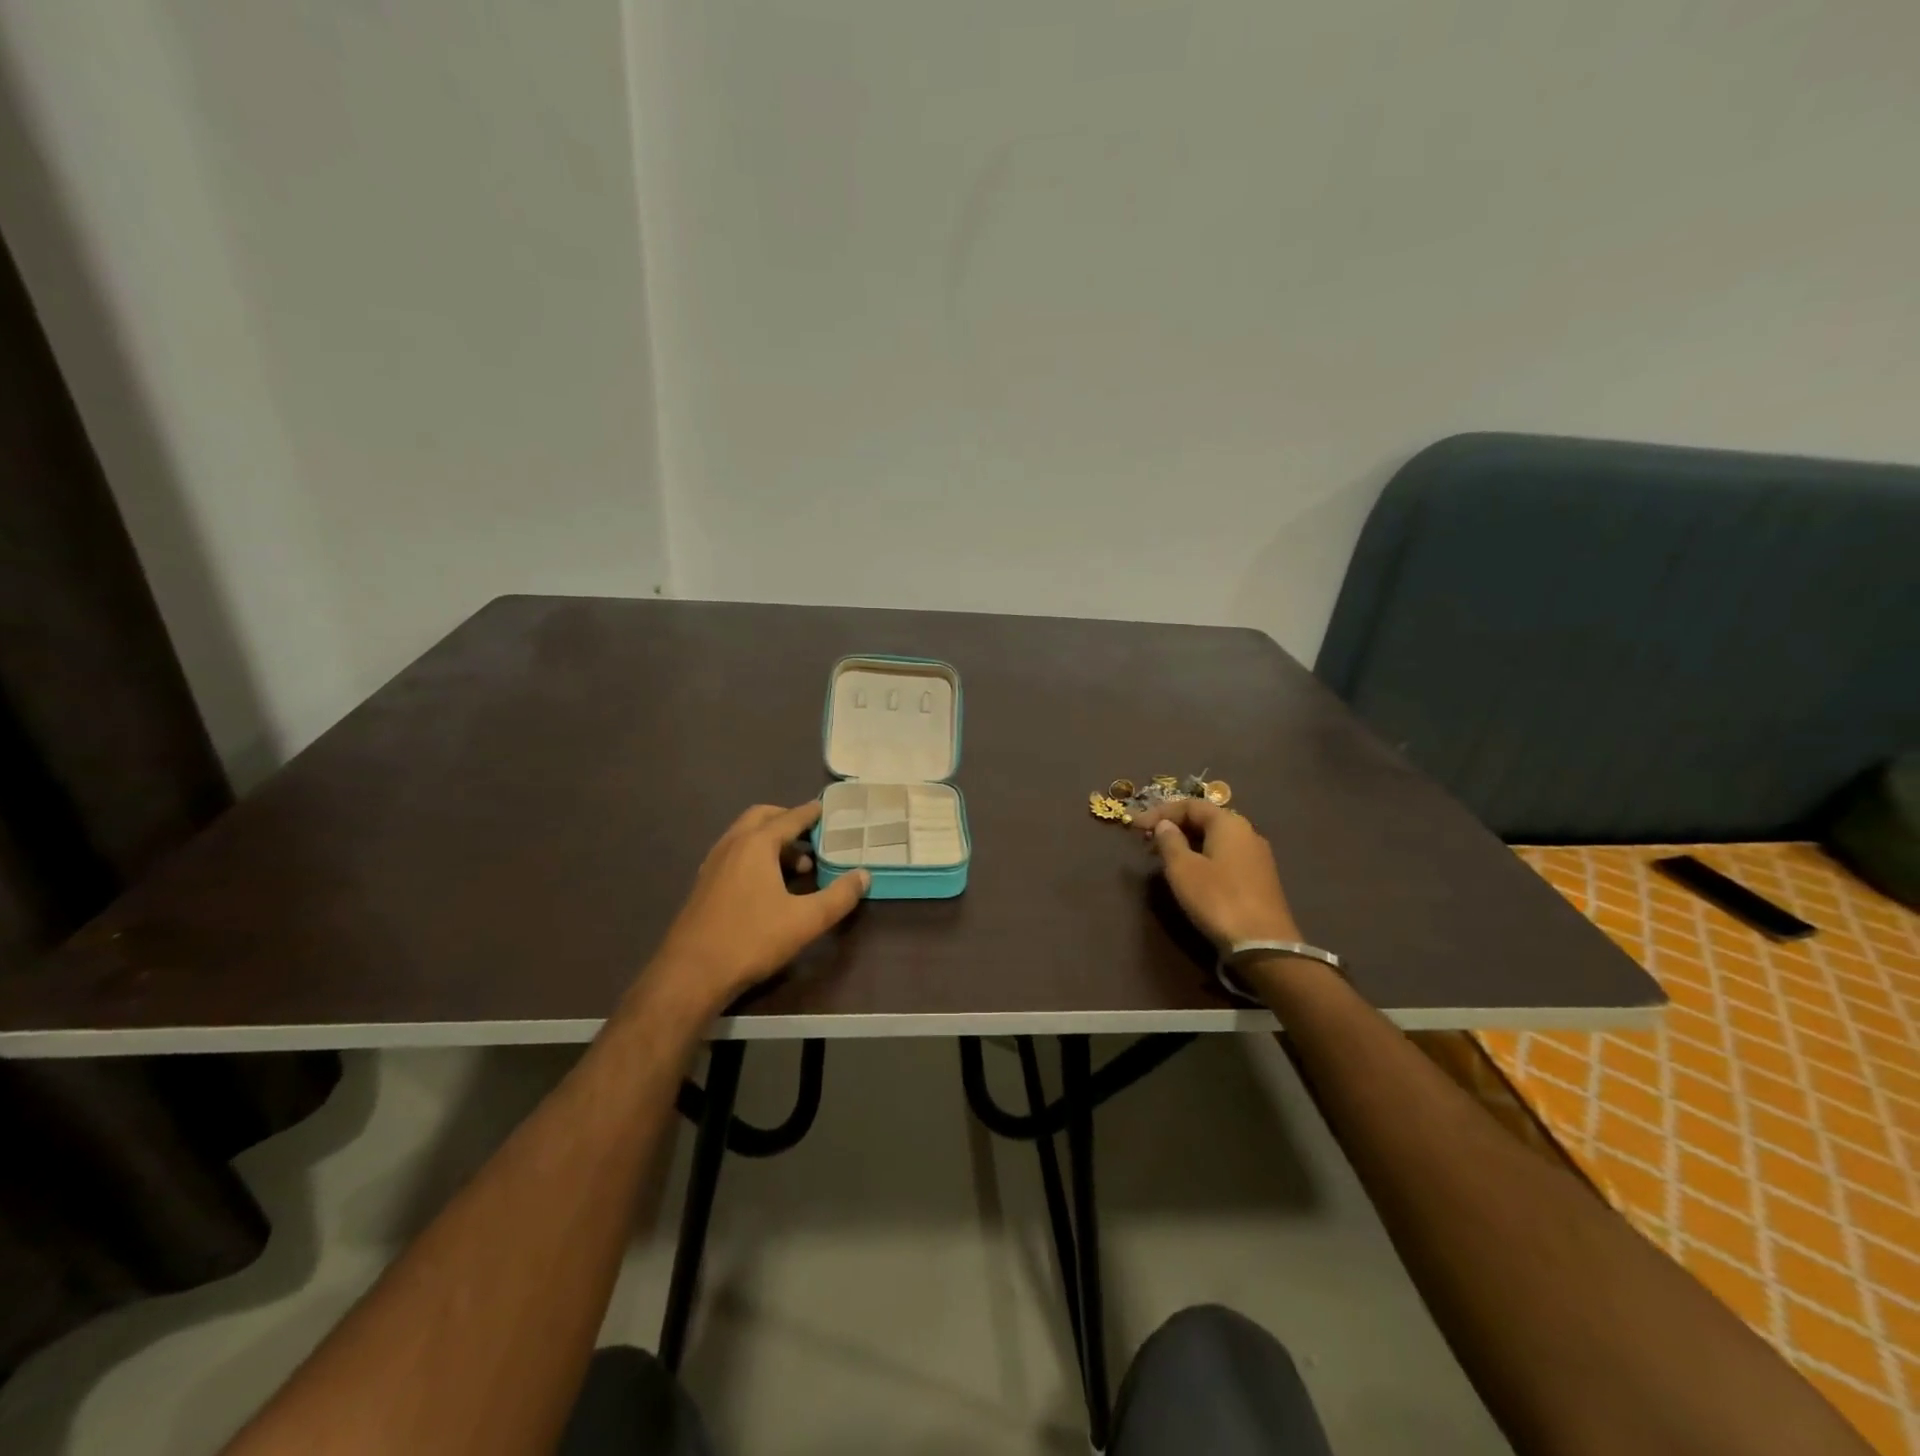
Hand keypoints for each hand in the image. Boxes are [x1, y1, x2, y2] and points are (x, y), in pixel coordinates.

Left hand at [649, 802, 868, 1016]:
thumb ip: (839, 897)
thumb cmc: (751, 939)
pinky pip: (734, 854)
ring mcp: (713, 864)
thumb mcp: (806, 920)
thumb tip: (863, 876)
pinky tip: (768, 885)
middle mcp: (731, 845)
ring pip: (745, 836)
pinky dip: (755, 856)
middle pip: (762, 817)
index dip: (811, 813)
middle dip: (787, 821)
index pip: (789, 818)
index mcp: (756, 844)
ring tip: (797, 866)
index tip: (826, 808)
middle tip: (811, 836)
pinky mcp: (704, 885)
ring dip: (771, 841)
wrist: (690, 974)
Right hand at [1134, 798, 1300, 951]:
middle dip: (1174, 826)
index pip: (1190, 805)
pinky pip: (1225, 856)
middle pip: (1205, 819)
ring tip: (1163, 857)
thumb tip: (1165, 825)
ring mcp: (1256, 856)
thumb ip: (1170, 841)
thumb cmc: (1218, 899)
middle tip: (1147, 840)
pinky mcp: (1259, 878)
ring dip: (1187, 843)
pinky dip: (1203, 857)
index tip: (1135, 826)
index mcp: (1229, 823)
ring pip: (1215, 839)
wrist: (1263, 943)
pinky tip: (1190, 873)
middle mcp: (1247, 832)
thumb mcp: (1183, 869)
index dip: (1160, 812)